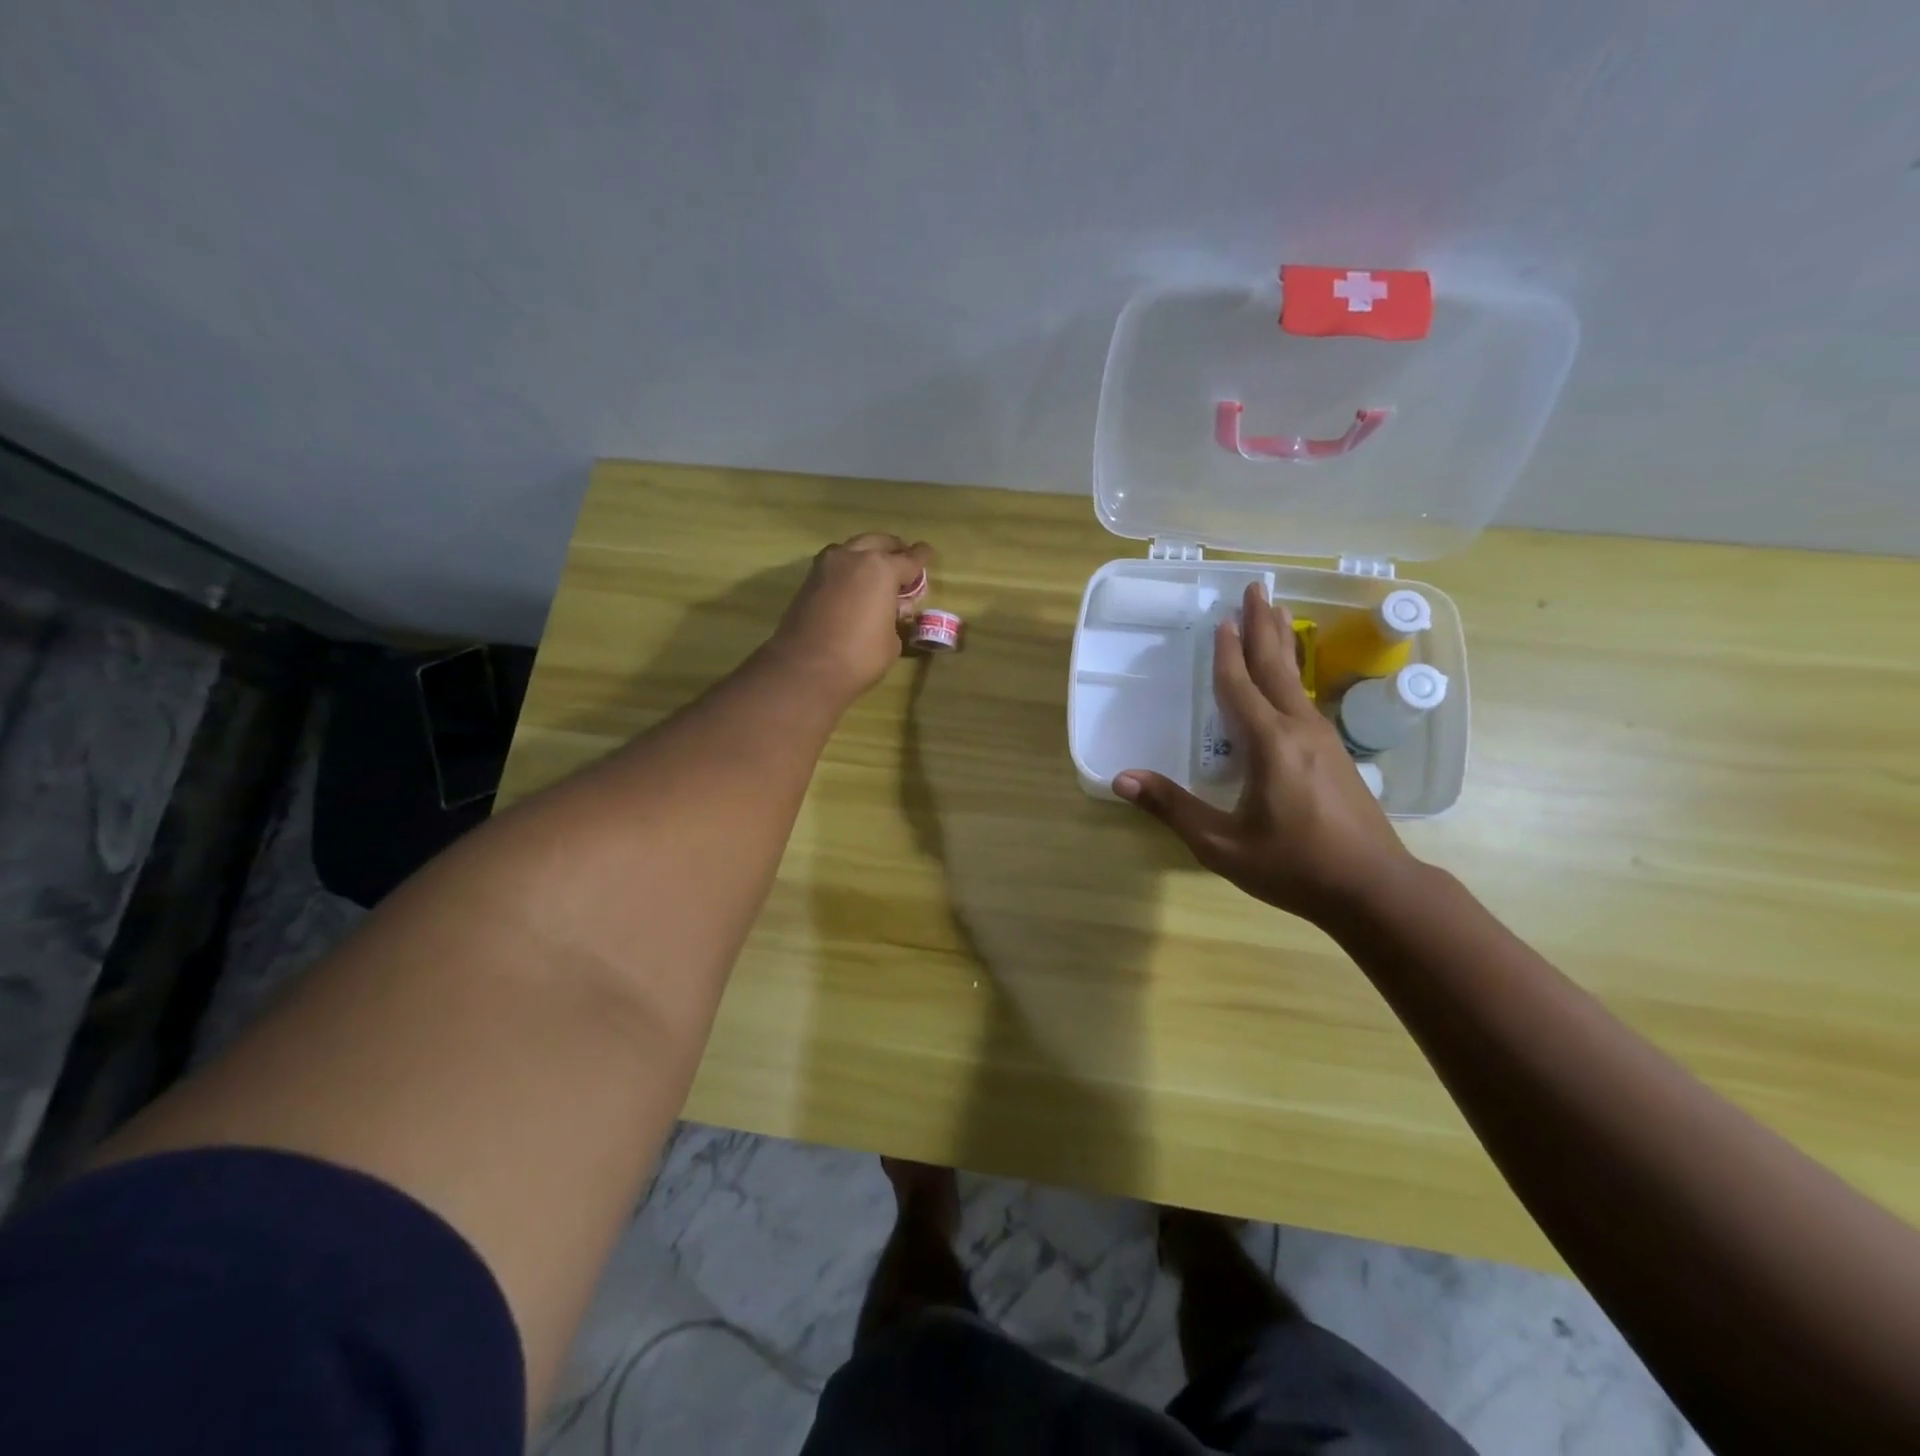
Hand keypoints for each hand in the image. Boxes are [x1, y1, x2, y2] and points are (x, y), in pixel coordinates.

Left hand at [765, 533, 931, 701]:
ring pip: (854, 548)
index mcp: (881, 569)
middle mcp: (854, 558)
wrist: (805, 669)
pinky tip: (855, 584)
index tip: (928, 553)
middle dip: (895, 549)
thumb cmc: (859, 657)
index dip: (922, 557)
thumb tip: (890, 610)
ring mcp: (827, 566)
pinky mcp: (809, 580)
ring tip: (878, 572)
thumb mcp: (891, 640)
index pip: (910, 559)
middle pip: (880, 542)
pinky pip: (836, 563)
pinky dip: (849, 568)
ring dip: (868, 554)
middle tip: (904, 561)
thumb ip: (895, 616)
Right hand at [1114, 583, 1419, 926]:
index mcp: (1269, 744)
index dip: (1226, 654)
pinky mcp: (1336, 756)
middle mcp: (1299, 730)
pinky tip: (1291, 682)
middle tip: (1258, 588)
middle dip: (1264, 626)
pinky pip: (1306, 700)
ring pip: (1297, 681)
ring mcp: (1324, 741)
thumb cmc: (1294, 866)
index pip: (1240, 687)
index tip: (1222, 619)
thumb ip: (1172, 808)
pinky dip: (1293, 676)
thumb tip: (1122, 778)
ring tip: (1278, 613)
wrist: (1374, 889)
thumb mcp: (1221, 844)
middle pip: (1277, 668)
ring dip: (1283, 645)